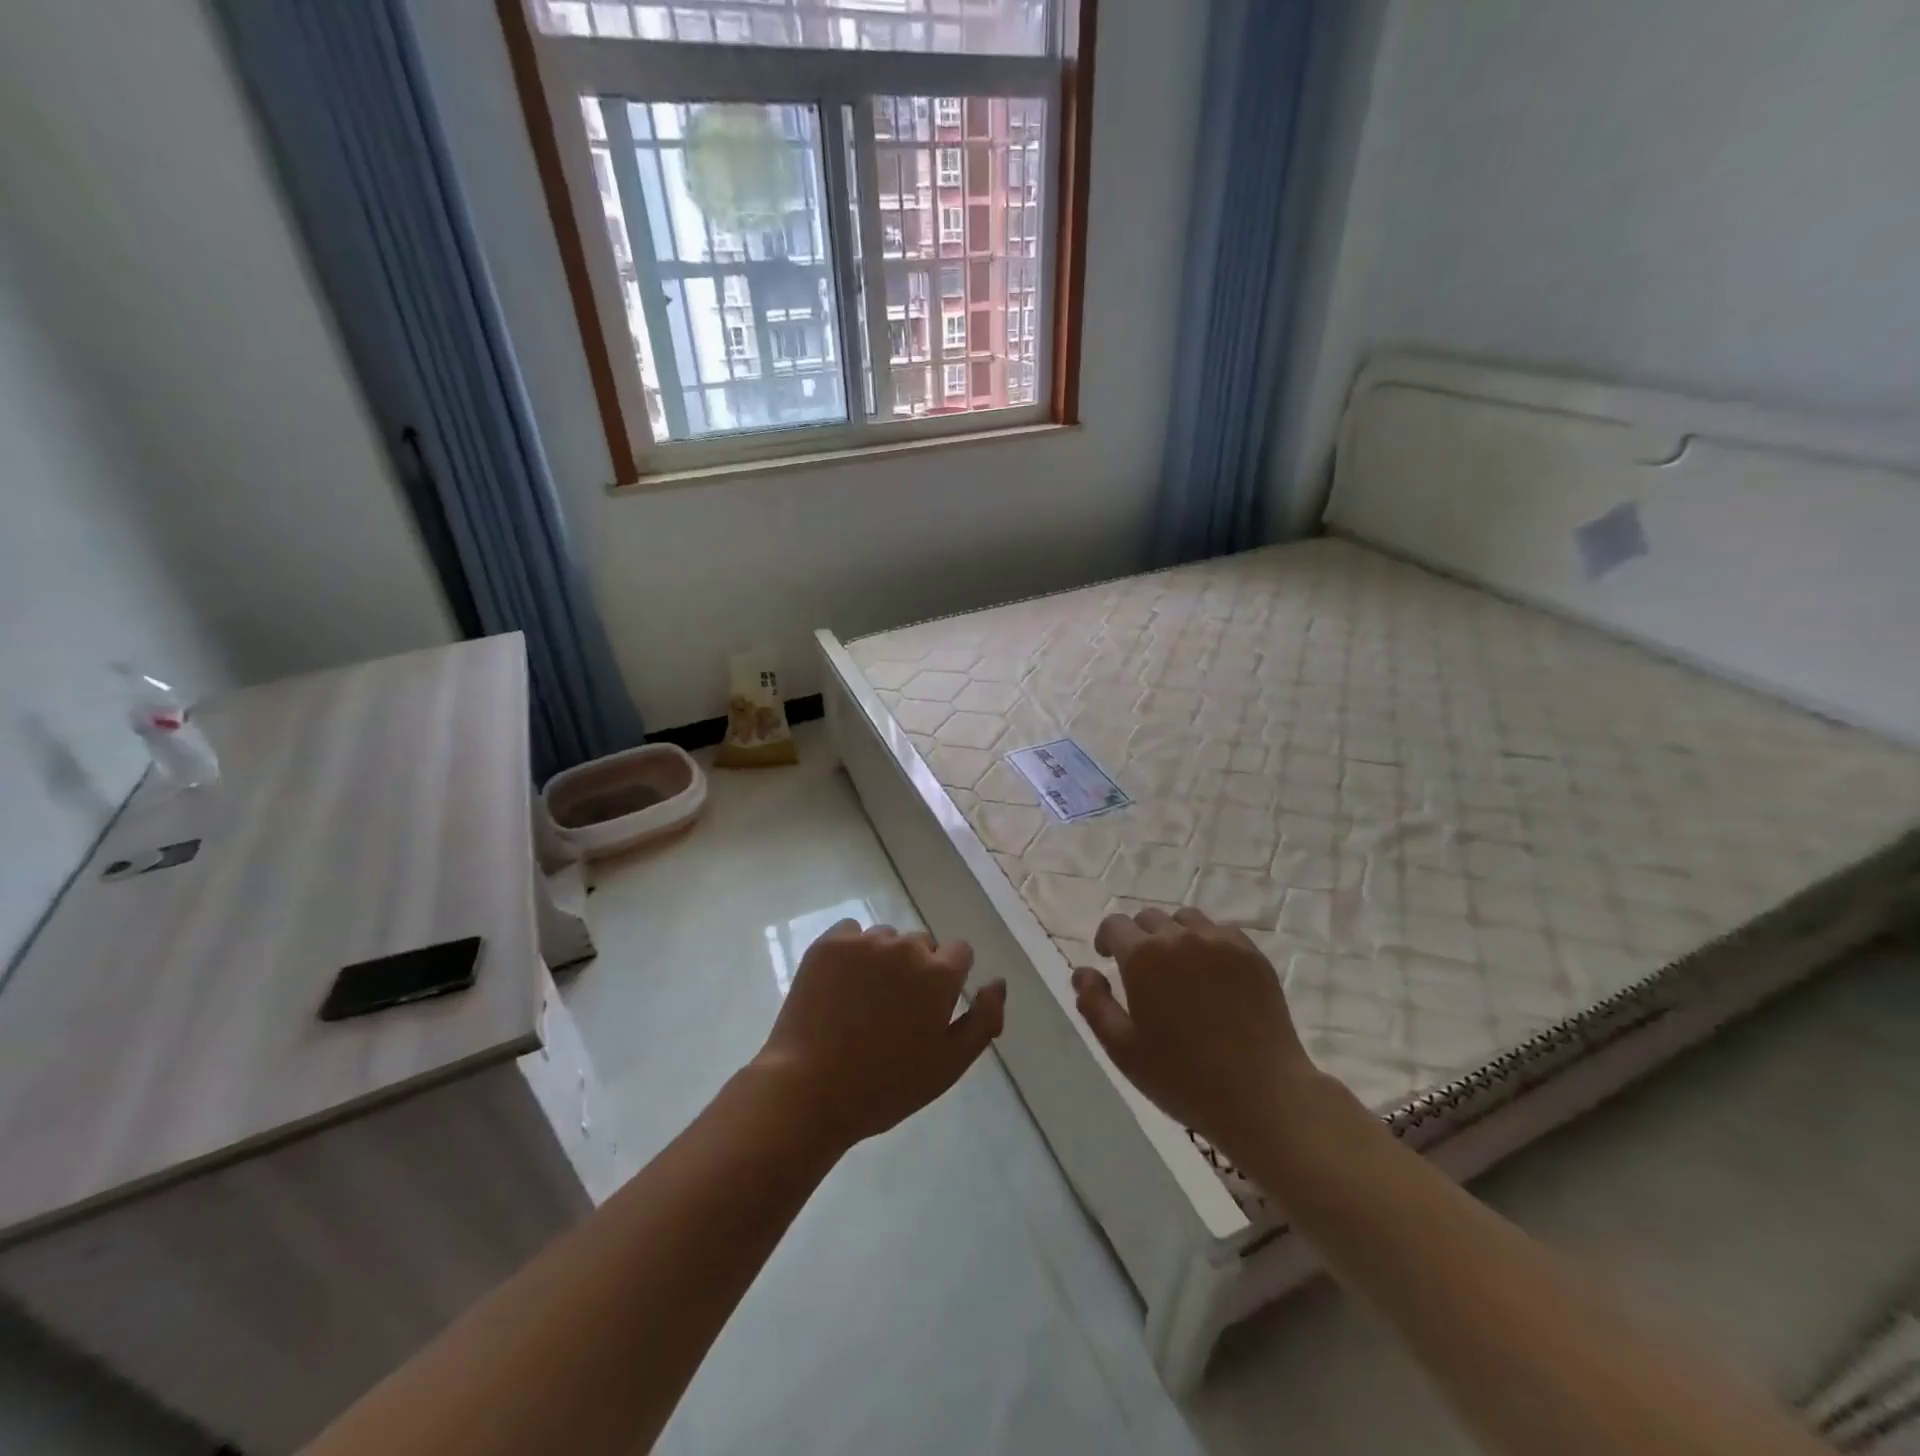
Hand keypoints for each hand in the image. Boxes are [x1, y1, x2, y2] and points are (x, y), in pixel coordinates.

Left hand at [754, 920, 1005, 1153]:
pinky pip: (851, 934)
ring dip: (883, 960)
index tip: (931, 1008)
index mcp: (939, 974)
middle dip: (916, 969)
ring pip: (886, 939)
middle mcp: (905, 947)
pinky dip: (851, 952)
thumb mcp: (949, 1065)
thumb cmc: (886, 1085)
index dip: (949, 979)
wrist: (808, 1089)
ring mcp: (864, 942)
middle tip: (895, 1011)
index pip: (960, 952)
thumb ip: (983, 1020)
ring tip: (863, 1002)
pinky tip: (840, 985)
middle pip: (922, 944)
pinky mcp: (828, 944)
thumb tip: (998, 982)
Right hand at [1072, 907, 1314, 1162]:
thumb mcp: (1122, 1049)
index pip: (1115, 925)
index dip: (1106, 939)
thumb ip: (1094, 1004)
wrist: (1261, 1094)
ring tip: (1179, 967)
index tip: (1107, 959)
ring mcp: (1220, 942)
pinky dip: (1209, 943)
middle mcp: (1179, 937)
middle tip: (1144, 971)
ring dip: (1174, 935)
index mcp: (1142, 956)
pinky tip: (1213, 974)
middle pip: (1149, 918)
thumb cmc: (1183, 1077)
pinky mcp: (1252, 954)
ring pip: (1186, 920)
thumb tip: (1083, 972)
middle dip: (1139, 937)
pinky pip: (1221, 932)